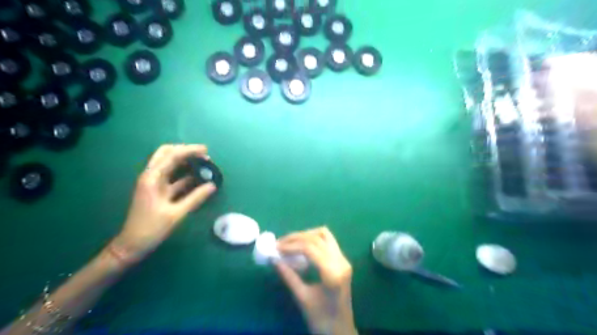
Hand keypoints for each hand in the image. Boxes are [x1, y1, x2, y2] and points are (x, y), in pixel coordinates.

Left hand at [110, 143, 216, 260]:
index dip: (190, 150)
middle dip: (185, 151)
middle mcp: (151, 176)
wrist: (131, 245)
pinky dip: (185, 174)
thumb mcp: (176, 214)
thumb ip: (195, 198)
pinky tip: (198, 178)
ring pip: (170, 164)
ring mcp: (154, 183)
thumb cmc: (151, 229)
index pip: (172, 156)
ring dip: (186, 161)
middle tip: (203, 155)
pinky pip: (173, 177)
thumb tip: (213, 185)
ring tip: (204, 164)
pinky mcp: (158, 191)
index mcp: (152, 178)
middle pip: (167, 154)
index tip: (207, 150)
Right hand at [278, 227, 355, 333]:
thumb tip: (274, 259)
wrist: (341, 331)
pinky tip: (302, 247)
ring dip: (306, 235)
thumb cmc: (321, 319)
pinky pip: (328, 242)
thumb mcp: (302, 298)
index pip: (310, 248)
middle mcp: (341, 261)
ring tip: (291, 243)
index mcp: (332, 273)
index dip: (291, 245)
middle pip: (318, 237)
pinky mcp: (342, 261)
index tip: (276, 247)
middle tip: (280, 243)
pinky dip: (314, 239)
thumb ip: (288, 276)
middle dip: (297, 237)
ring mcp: (344, 260)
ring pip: (325, 235)